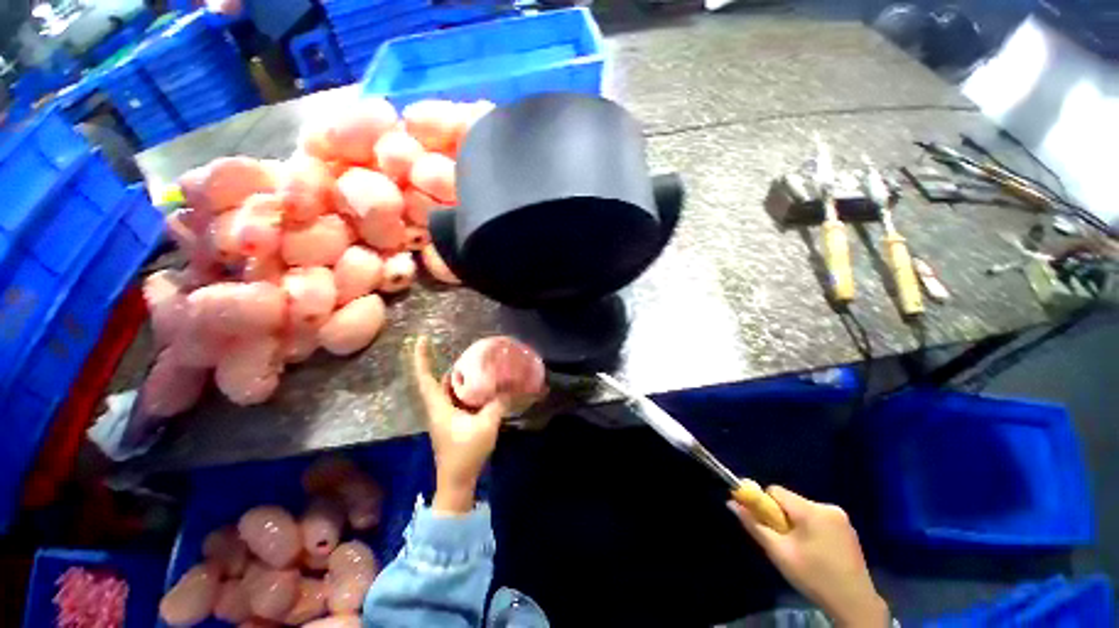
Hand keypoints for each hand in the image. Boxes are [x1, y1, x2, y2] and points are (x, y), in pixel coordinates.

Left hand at [409, 336, 509, 514]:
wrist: (457, 482)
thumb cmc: (466, 453)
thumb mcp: (486, 426)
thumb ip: (498, 404)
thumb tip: (510, 387)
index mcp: (439, 407)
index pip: (425, 378)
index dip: (421, 358)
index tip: (421, 339)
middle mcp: (438, 409)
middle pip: (437, 381)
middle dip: (447, 364)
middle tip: (465, 352)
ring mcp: (444, 417)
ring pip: (448, 391)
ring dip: (458, 378)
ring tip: (475, 365)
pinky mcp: (452, 423)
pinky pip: (456, 400)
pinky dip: (465, 391)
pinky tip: (480, 388)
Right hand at [727, 486, 887, 626]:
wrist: (855, 604)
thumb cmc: (813, 577)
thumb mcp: (779, 553)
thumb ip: (754, 525)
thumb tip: (731, 503)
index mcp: (811, 510)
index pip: (775, 491)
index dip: (764, 504)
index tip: (765, 524)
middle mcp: (827, 506)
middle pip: (790, 501)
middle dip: (781, 516)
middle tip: (783, 542)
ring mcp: (841, 517)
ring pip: (804, 510)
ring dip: (796, 523)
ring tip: (800, 550)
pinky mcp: (848, 528)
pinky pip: (818, 518)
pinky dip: (810, 528)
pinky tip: (816, 551)